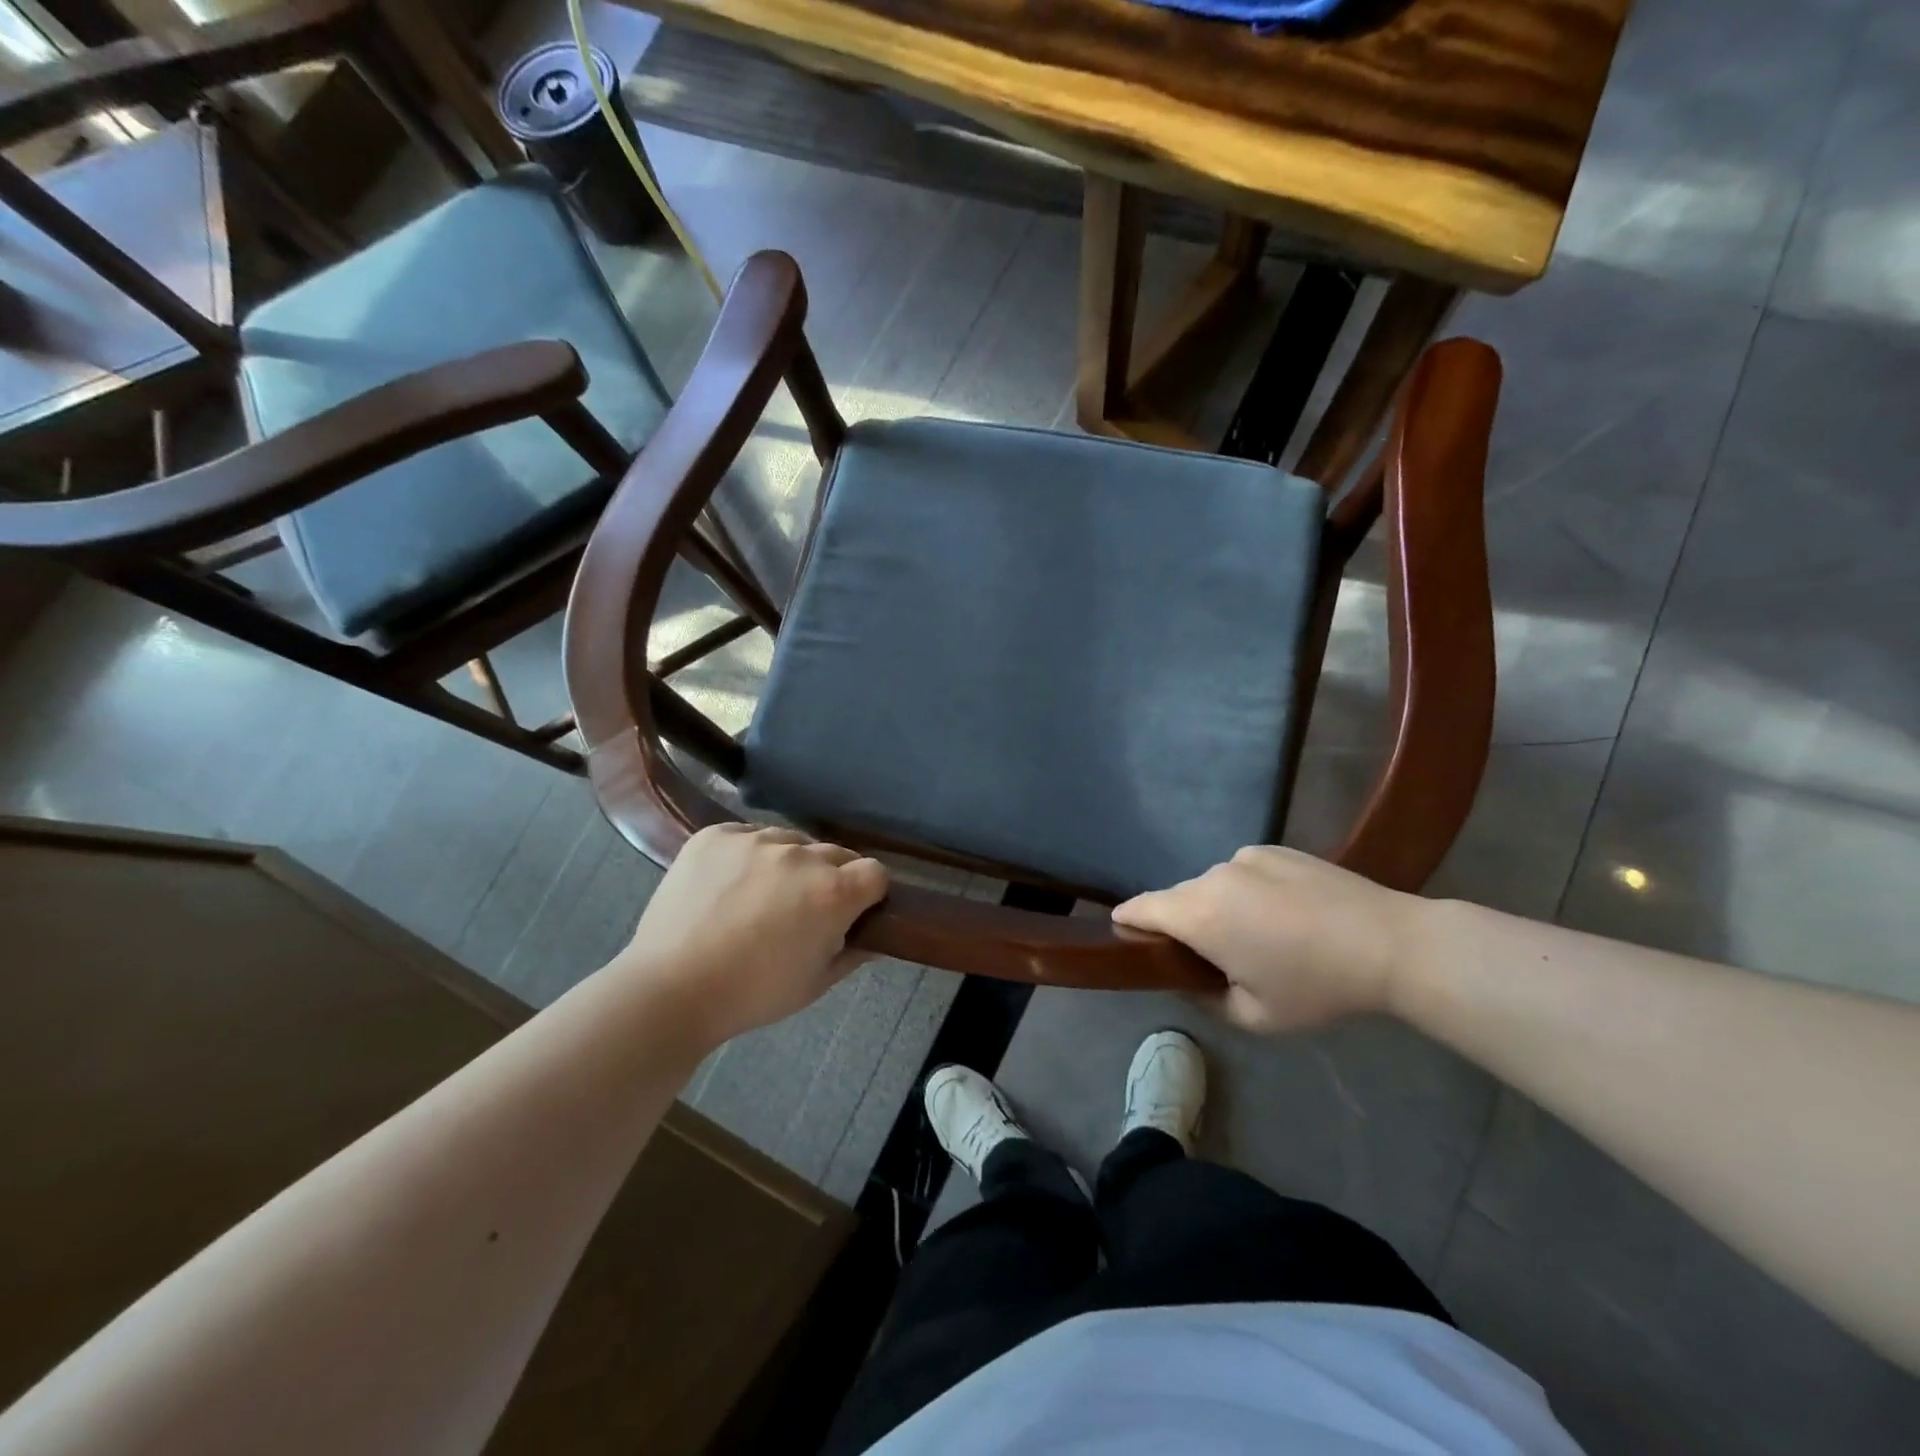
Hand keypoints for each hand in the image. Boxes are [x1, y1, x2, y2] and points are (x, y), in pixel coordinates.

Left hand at [617, 823, 888, 1045]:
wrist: (670, 990)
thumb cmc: (753, 994)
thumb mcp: (816, 983)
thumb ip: (854, 953)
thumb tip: (876, 937)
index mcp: (833, 891)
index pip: (875, 872)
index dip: (868, 894)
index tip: (852, 912)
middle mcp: (800, 854)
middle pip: (835, 853)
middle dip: (830, 877)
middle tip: (803, 910)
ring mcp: (755, 839)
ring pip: (790, 841)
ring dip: (788, 863)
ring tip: (760, 896)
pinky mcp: (715, 834)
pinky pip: (748, 835)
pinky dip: (747, 855)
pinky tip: (729, 884)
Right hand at [1112, 846, 1424, 1034]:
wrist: (1389, 943)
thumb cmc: (1316, 986)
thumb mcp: (1255, 1017)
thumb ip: (1205, 1000)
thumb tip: (1187, 981)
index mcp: (1199, 915)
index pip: (1140, 908)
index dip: (1127, 921)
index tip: (1126, 935)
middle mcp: (1212, 876)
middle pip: (1176, 897)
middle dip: (1180, 923)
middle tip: (1208, 955)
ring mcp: (1244, 857)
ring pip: (1211, 884)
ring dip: (1216, 906)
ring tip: (1256, 934)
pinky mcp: (1273, 848)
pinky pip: (1241, 871)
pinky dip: (1246, 890)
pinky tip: (1283, 911)